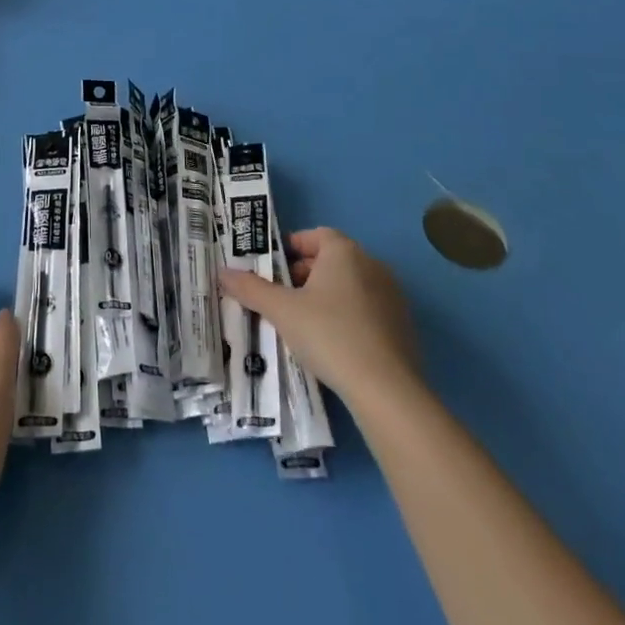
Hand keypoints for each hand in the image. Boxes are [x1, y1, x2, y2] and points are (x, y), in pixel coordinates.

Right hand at [218, 228, 417, 407]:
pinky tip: (333, 344)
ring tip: (303, 323)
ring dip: (326, 297)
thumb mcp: (282, 311)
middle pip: (332, 260)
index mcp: (344, 252)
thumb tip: (222, 272)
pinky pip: (367, 310)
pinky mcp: (403, 325)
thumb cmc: (329, 335)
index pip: (315, 235)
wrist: (386, 389)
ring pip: (350, 286)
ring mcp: (392, 295)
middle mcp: (372, 265)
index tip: (272, 270)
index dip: (291, 248)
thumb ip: (251, 289)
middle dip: (304, 275)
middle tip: (281, 298)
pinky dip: (348, 317)